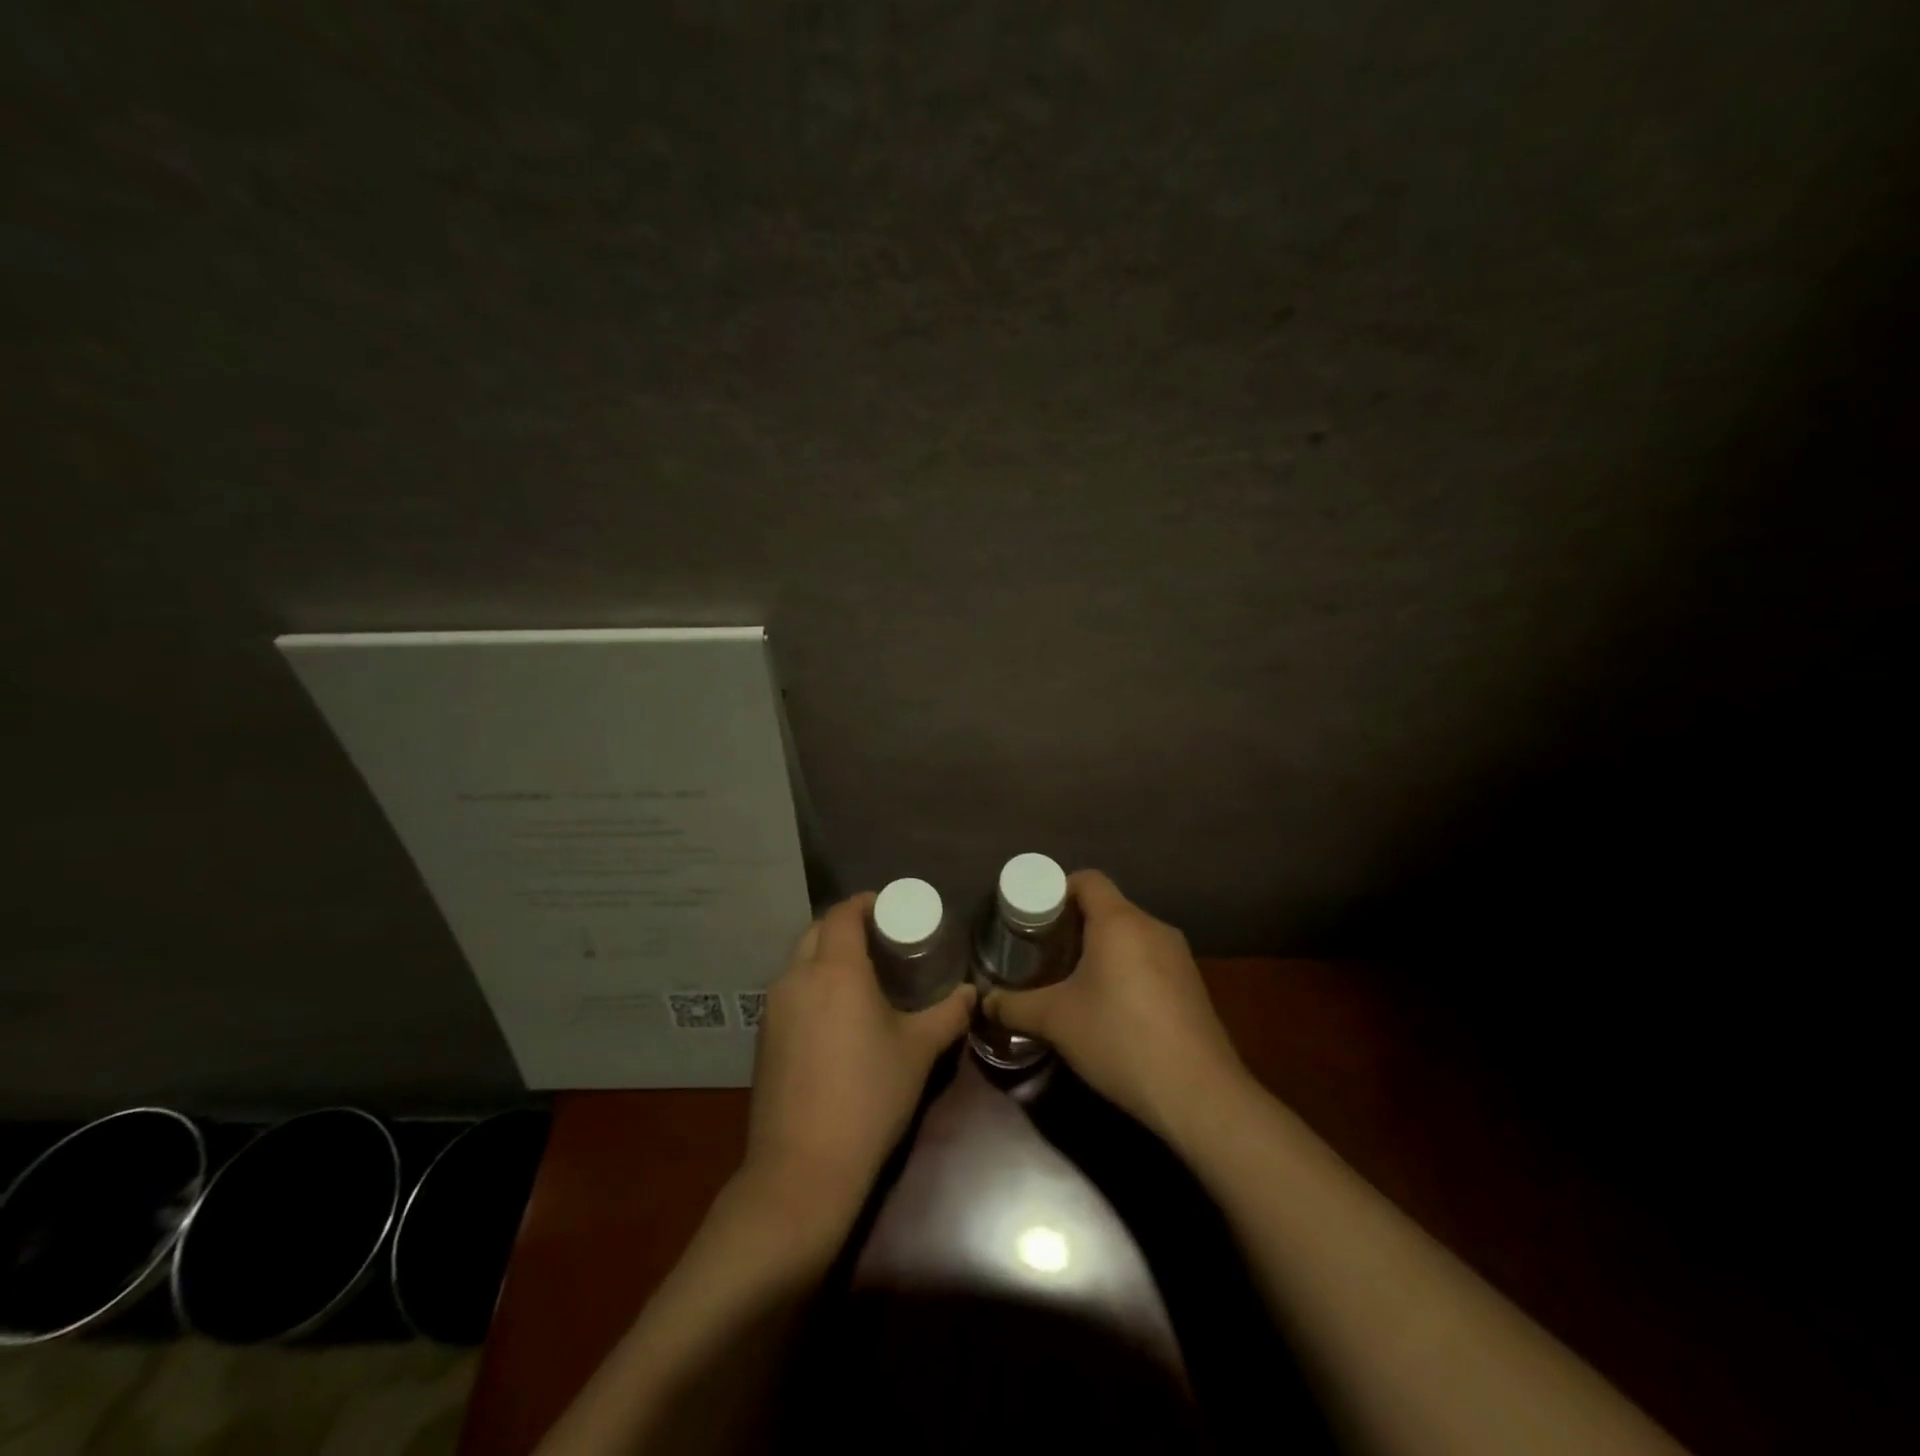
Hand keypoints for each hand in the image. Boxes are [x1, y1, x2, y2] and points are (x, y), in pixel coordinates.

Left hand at [740, 893, 974, 1226]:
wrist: (803, 1168)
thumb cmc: (868, 1097)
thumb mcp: (918, 1052)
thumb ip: (949, 1014)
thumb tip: (972, 993)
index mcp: (835, 969)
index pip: (843, 913)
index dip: (866, 903)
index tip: (891, 909)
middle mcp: (796, 977)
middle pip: (817, 930)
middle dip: (846, 926)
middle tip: (881, 940)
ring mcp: (773, 1008)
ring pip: (799, 960)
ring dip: (826, 955)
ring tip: (860, 975)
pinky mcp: (763, 1037)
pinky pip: (789, 991)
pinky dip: (811, 984)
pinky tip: (834, 1014)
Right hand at [987, 870, 1246, 1139]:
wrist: (1198, 1093)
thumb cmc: (1119, 1038)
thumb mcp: (1055, 1021)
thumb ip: (1013, 1006)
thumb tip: (984, 1002)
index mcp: (1119, 921)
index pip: (1087, 879)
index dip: (1057, 890)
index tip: (1035, 917)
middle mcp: (1152, 927)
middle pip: (1109, 908)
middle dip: (1075, 924)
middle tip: (1045, 952)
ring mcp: (1179, 956)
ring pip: (1131, 936)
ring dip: (1103, 950)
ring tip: (1075, 981)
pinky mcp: (1193, 986)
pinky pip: (1151, 961)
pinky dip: (1128, 971)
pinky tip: (1113, 1009)